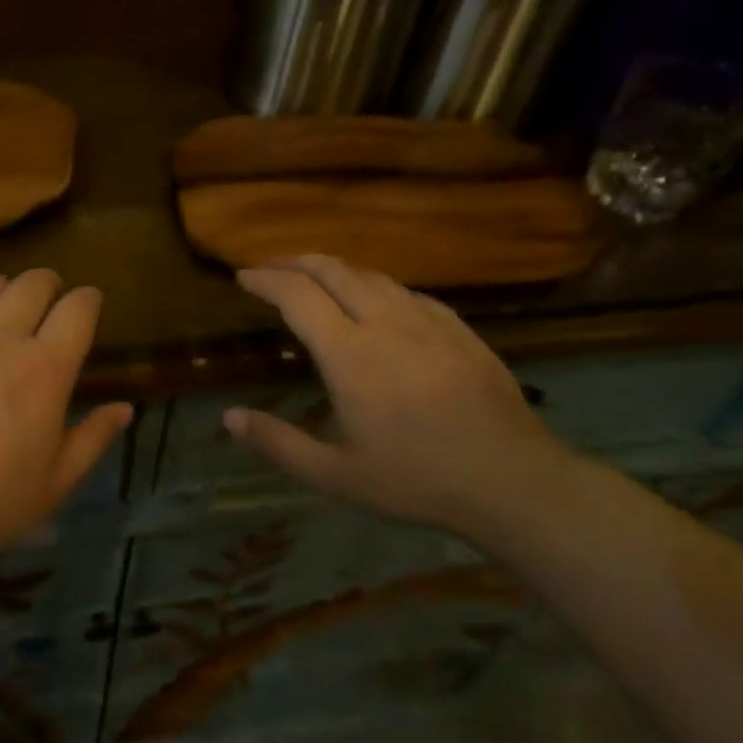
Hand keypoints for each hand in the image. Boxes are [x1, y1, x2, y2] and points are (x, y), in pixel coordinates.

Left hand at [0, 270, 131, 600]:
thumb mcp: (52, 484)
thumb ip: (92, 439)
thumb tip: (124, 408)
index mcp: (45, 369)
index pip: (79, 308)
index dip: (89, 300)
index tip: (88, 305)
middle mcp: (0, 337)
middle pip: (34, 283)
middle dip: (50, 285)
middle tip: (48, 302)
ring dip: (5, 291)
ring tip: (3, 312)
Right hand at [225, 255, 581, 530]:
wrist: (513, 481)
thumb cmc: (417, 480)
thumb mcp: (336, 476)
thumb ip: (279, 444)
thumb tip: (229, 417)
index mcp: (349, 354)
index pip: (297, 296)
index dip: (266, 280)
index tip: (243, 277)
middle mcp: (385, 322)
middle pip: (333, 270)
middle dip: (295, 261)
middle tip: (271, 267)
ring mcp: (427, 320)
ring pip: (372, 275)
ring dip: (335, 268)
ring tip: (315, 276)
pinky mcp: (458, 328)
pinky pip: (408, 291)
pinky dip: (377, 285)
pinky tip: (378, 299)